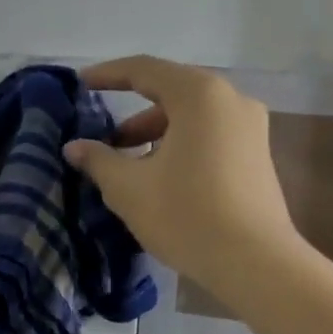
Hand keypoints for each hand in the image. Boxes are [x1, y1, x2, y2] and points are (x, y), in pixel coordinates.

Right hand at [64, 56, 299, 297]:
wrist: (256, 264)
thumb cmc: (187, 215)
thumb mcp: (129, 188)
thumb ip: (98, 160)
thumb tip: (74, 148)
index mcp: (199, 95)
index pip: (144, 70)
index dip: (107, 74)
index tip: (80, 84)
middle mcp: (230, 100)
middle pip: (171, 92)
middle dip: (132, 113)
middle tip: (102, 137)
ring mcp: (250, 127)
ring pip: (192, 116)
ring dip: (156, 132)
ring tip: (127, 164)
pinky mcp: (257, 154)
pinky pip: (210, 134)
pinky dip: (180, 144)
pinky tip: (161, 176)